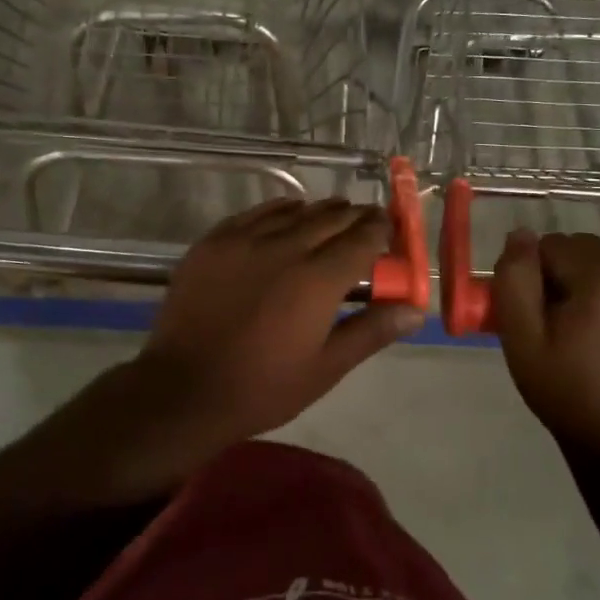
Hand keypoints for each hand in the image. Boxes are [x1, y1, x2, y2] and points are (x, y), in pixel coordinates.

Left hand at [44, 198, 424, 498]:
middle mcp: (284, 247)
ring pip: (294, 211)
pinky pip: (256, 213)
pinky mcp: (214, 240)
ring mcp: (244, 240)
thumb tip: (416, 310)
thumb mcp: (325, 368)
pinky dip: (281, 210)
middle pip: (330, 218)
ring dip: (320, 212)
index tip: (389, 230)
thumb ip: (370, 330)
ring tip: (332, 218)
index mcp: (318, 280)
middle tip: (366, 224)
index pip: (362, 239)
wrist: (184, 389)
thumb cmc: (262, 387)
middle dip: (355, 217)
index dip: (381, 230)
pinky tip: (288, 215)